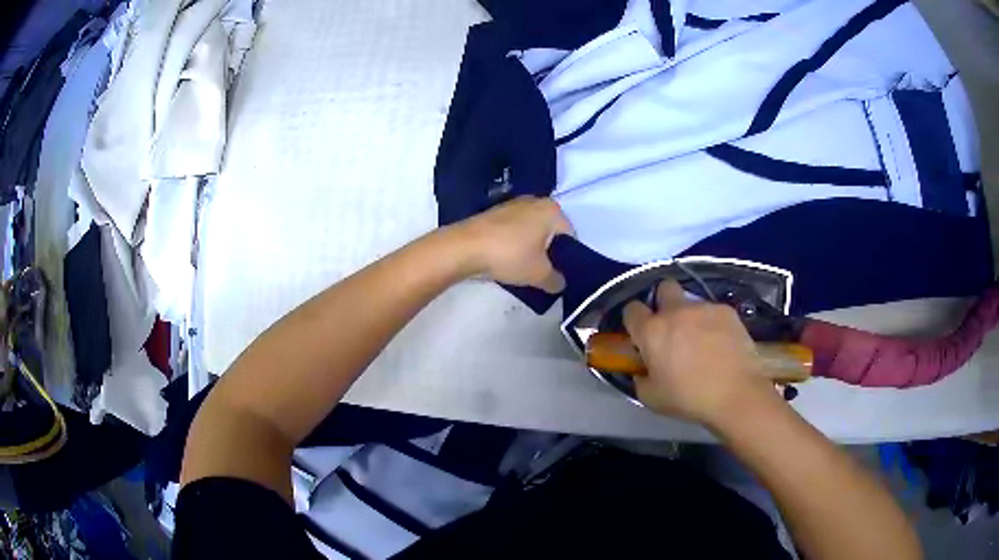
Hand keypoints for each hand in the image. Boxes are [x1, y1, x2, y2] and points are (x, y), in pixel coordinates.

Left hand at [453, 197, 573, 292]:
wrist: (464, 247)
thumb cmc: (510, 255)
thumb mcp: (540, 275)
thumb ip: (556, 280)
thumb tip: (560, 283)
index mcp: (553, 210)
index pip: (571, 237)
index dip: (567, 259)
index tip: (557, 275)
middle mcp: (536, 201)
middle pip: (551, 232)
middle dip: (548, 252)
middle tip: (542, 274)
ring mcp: (513, 204)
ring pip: (532, 231)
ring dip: (531, 249)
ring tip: (523, 269)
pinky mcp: (495, 213)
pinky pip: (514, 231)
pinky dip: (514, 244)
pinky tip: (507, 260)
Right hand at [623, 281, 779, 426]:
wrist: (735, 393)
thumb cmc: (689, 398)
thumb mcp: (651, 398)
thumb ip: (640, 379)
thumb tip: (641, 370)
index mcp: (652, 331)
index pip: (631, 309)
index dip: (634, 321)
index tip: (640, 334)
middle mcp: (675, 311)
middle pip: (663, 288)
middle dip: (663, 302)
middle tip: (671, 326)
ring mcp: (703, 307)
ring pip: (691, 302)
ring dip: (691, 316)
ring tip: (702, 340)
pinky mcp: (726, 311)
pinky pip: (713, 311)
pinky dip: (713, 323)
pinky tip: (721, 343)